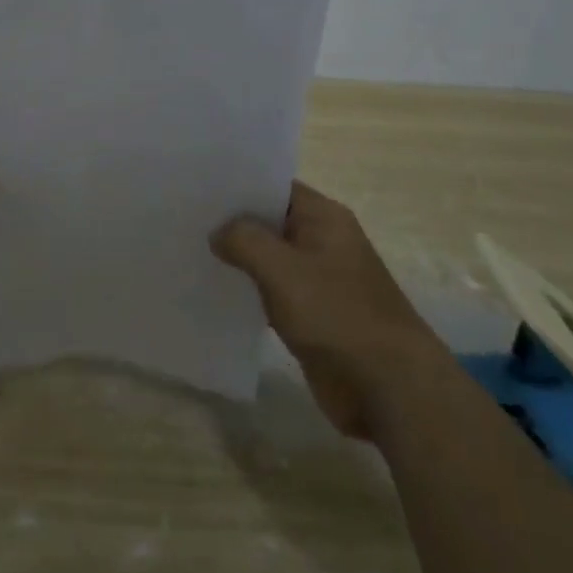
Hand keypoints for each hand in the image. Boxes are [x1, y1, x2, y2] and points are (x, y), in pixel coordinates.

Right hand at [212, 182, 435, 436]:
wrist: (389, 388)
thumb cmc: (337, 314)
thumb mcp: (282, 269)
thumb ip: (245, 240)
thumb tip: (218, 232)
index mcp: (324, 218)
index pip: (274, 186)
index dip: (239, 184)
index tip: (198, 186)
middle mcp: (322, 241)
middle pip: (270, 221)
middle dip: (232, 221)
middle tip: (184, 216)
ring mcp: (318, 279)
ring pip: (270, 258)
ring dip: (239, 258)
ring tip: (191, 249)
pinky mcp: (313, 315)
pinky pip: (274, 292)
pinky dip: (250, 290)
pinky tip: (216, 291)